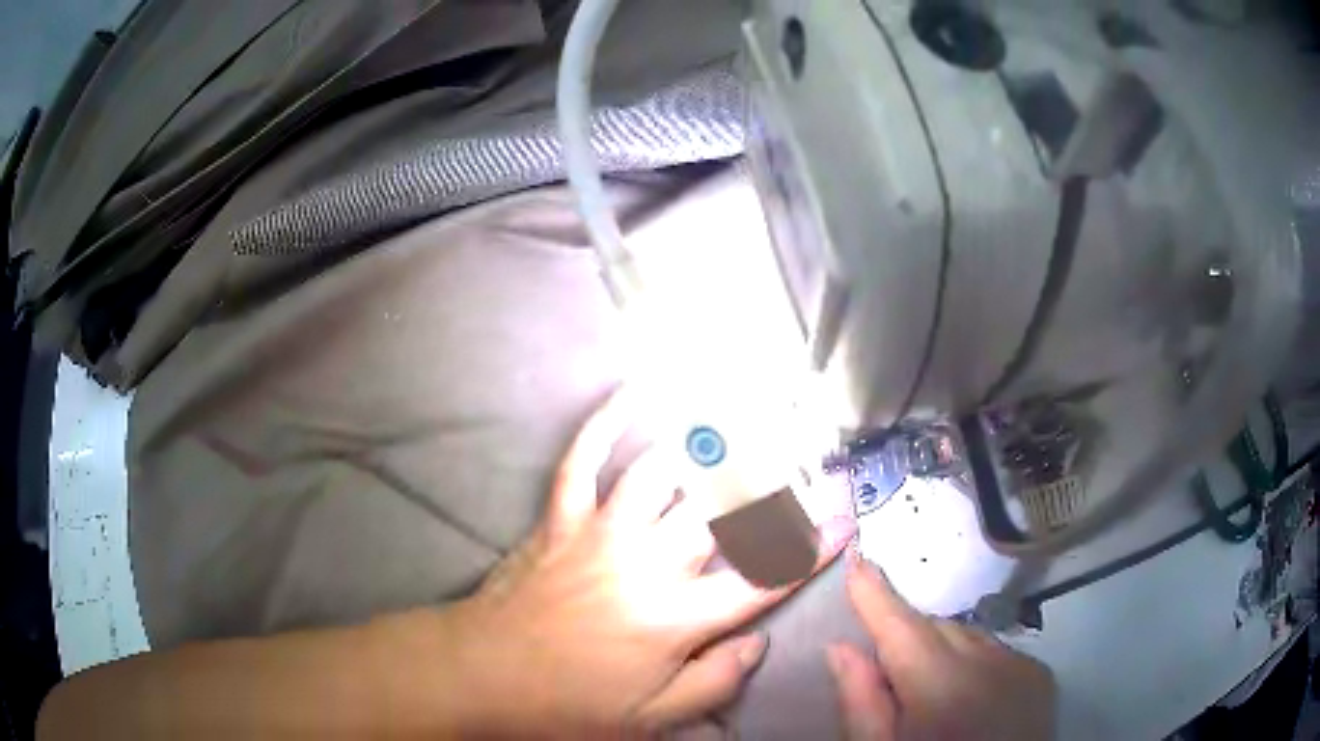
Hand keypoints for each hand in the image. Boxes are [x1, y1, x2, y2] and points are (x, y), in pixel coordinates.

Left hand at [435, 394, 855, 736]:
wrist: (481, 673)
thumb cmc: (565, 704)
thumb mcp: (647, 720)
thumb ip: (712, 683)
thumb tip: (757, 644)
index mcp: (673, 621)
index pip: (760, 581)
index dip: (809, 550)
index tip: (844, 519)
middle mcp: (646, 566)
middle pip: (721, 512)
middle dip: (770, 479)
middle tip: (803, 453)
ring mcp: (601, 534)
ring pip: (663, 473)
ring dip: (704, 441)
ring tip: (743, 413)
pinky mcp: (561, 519)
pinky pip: (583, 460)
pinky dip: (606, 423)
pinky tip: (633, 393)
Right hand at [827, 558, 1056, 740]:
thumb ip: (861, 703)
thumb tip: (841, 648)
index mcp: (942, 687)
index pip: (902, 626)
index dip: (875, 594)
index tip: (856, 560)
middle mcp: (989, 662)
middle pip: (935, 628)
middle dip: (907, 640)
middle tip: (888, 677)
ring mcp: (1021, 665)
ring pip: (967, 636)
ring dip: (942, 651)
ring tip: (931, 695)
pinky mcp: (1040, 674)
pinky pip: (996, 650)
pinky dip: (974, 662)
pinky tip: (970, 698)